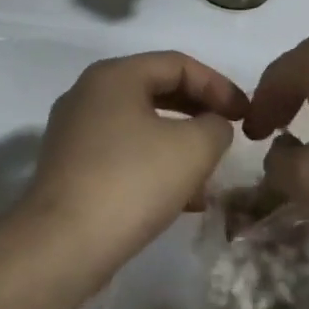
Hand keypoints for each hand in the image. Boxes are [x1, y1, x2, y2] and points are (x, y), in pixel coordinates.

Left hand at [25, 51, 248, 258]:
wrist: (63, 244)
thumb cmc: (133, 182)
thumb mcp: (194, 148)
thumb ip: (216, 126)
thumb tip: (212, 127)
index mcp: (114, 77)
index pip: (178, 64)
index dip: (219, 85)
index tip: (245, 114)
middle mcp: (88, 96)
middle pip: (157, 92)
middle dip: (199, 113)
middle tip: (230, 133)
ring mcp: (75, 134)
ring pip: (142, 128)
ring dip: (181, 145)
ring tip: (211, 173)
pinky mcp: (71, 170)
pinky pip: (124, 155)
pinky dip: (156, 167)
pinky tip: (183, 200)